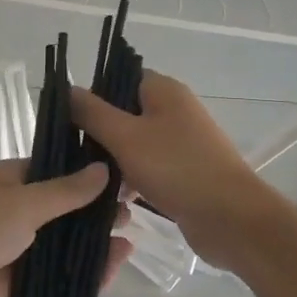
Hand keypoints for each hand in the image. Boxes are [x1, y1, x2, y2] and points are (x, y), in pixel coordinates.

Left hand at [0, 160, 133, 296]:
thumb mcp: (20, 204)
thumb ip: (64, 192)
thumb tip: (104, 170)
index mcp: (15, 182)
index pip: (62, 171)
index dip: (94, 173)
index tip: (131, 175)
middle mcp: (20, 213)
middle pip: (68, 210)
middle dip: (99, 211)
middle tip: (138, 210)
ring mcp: (21, 251)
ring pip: (66, 246)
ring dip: (95, 244)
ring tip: (130, 240)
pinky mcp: (21, 287)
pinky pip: (59, 280)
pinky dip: (84, 277)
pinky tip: (112, 271)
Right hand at [71, 71, 285, 273]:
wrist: (230, 218)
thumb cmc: (176, 168)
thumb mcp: (125, 136)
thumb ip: (92, 112)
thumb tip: (66, 89)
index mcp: (164, 91)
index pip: (119, 78)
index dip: (93, 95)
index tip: (68, 120)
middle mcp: (174, 110)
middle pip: (125, 112)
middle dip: (99, 132)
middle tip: (71, 153)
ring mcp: (181, 143)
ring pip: (134, 143)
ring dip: (113, 160)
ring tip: (87, 180)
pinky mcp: (184, 172)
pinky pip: (148, 167)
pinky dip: (131, 179)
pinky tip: (112, 199)